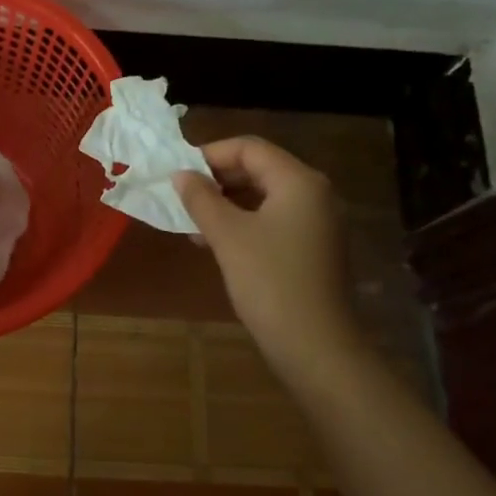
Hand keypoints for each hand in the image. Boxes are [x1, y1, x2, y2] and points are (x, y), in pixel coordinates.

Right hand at [173, 137, 359, 380]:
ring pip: (264, 196)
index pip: (249, 147)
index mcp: (298, 181)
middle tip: (182, 197)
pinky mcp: (313, 247)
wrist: (316, 348)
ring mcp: (317, 222)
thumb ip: (201, 199)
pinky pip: (273, 220)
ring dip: (226, 204)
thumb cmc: (269, 282)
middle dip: (217, 180)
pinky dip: (243, 223)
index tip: (178, 174)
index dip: (210, 155)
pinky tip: (214, 242)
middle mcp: (314, 193)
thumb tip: (181, 175)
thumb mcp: (227, 236)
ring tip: (192, 223)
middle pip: (259, 169)